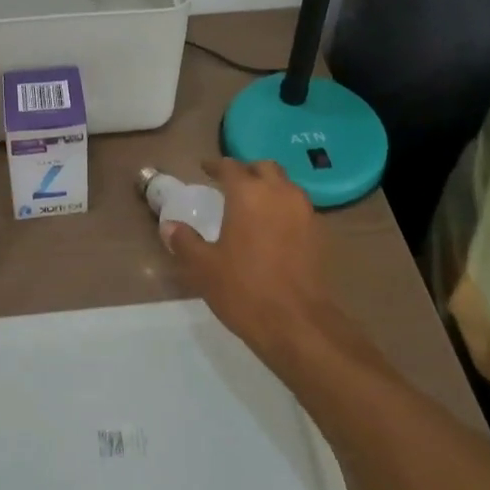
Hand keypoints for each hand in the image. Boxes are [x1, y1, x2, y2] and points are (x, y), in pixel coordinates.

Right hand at [162, 158, 334, 363]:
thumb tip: (169, 226)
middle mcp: (279, 193)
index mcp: (248, 194)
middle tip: (231, 184)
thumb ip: (185, 241)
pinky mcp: (319, 234)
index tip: (205, 169)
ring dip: (269, 188)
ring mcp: (304, 212)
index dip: (215, 166)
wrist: (298, 324)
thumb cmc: (244, 290)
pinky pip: (298, 208)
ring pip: (286, 185)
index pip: (230, 167)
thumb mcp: (204, 267)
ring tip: (253, 205)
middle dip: (247, 171)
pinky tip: (272, 228)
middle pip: (264, 168)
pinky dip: (283, 208)